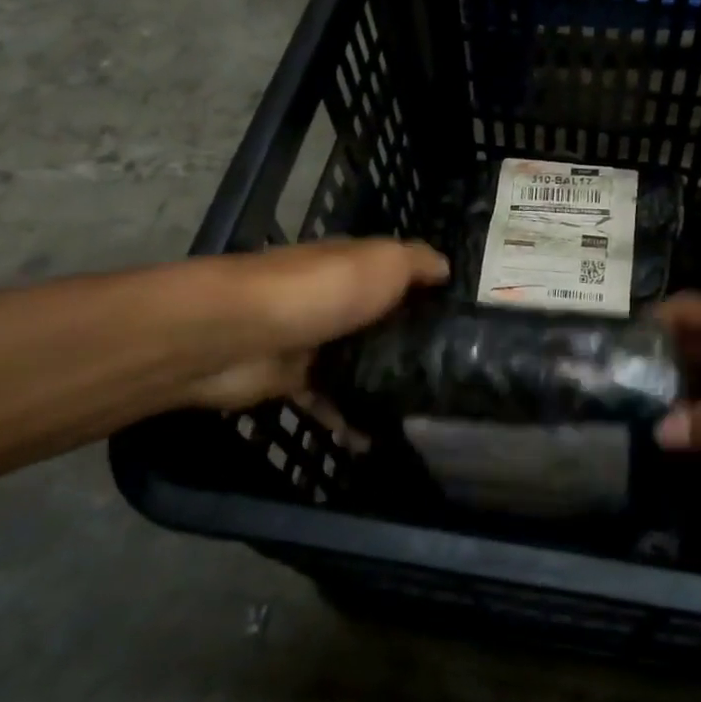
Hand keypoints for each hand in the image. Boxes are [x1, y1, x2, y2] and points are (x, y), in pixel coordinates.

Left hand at [161, 238, 448, 410]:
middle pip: (377, 320)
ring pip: (355, 362)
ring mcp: (311, 340)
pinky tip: (375, 439)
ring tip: (420, 412)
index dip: (426, 292)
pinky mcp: (291, 379)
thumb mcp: (383, 262)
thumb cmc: (321, 290)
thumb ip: (416, 263)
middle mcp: (333, 298)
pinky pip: (328, 400)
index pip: (396, 274)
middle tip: (450, 373)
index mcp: (353, 264)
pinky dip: (348, 419)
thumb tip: (446, 267)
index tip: (462, 320)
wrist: (238, 335)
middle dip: (407, 343)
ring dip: (380, 384)